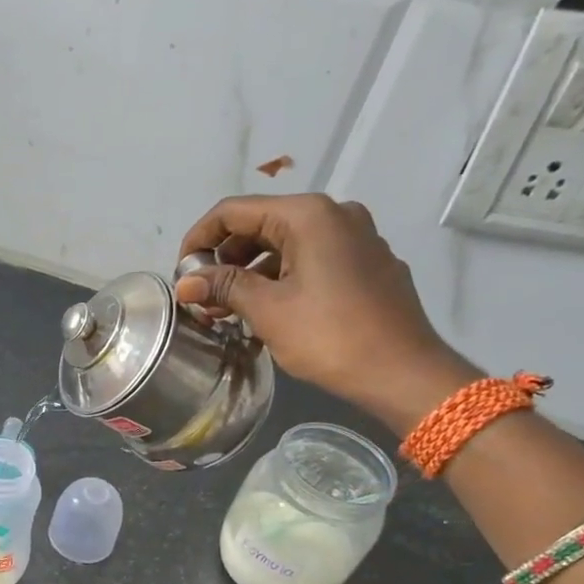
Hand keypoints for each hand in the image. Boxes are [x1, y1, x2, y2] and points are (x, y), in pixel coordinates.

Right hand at [176, 193, 473, 431]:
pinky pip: (311, 261)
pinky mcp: (367, 265)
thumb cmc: (329, 336)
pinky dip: (281, 280)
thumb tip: (184, 282)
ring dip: (250, 274)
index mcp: (308, 215)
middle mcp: (335, 214)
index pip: (234, 211)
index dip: (199, 239)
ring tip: (226, 311)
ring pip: (286, 246)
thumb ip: (223, 286)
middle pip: (261, 225)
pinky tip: (265, 313)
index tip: (180, 274)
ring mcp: (357, 239)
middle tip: (202, 298)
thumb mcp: (267, 310)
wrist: (402, 372)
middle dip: (225, 259)